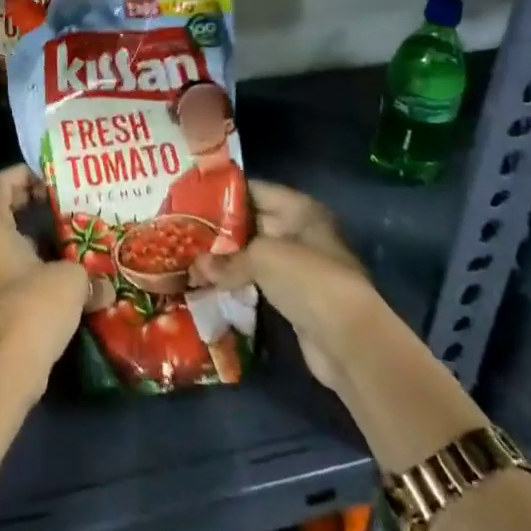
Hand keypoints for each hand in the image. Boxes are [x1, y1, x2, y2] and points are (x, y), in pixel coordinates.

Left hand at [0, 165, 88, 396]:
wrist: (4, 367)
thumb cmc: (32, 305)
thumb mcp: (70, 280)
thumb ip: (89, 274)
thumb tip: (105, 288)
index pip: (2, 181)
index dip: (27, 173)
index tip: (55, 179)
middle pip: (6, 209)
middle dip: (36, 205)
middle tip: (70, 204)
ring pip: (12, 242)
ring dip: (40, 239)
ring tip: (77, 238)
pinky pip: (15, 269)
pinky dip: (37, 266)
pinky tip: (69, 275)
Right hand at [189, 181, 380, 391]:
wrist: (348, 340)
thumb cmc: (306, 278)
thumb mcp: (261, 258)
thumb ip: (225, 260)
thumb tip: (195, 268)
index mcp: (299, 209)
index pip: (253, 190)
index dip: (222, 193)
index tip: (189, 198)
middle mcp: (301, 231)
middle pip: (252, 222)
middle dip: (219, 229)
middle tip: (181, 229)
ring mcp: (299, 266)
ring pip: (253, 255)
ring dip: (226, 259)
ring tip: (188, 256)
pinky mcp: (295, 297)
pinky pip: (259, 282)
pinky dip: (237, 283)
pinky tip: (209, 283)